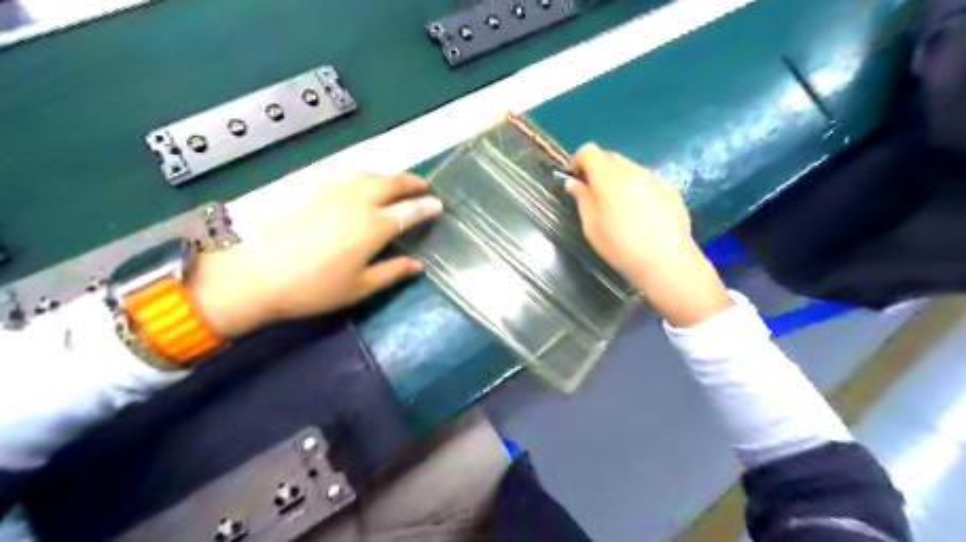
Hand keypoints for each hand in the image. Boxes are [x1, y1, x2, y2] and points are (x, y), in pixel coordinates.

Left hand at [188, 174, 444, 335]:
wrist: (253, 274)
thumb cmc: (313, 287)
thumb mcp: (360, 287)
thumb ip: (393, 272)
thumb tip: (418, 265)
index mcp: (374, 226)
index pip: (410, 211)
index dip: (427, 206)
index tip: (439, 204)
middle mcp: (357, 201)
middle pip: (391, 182)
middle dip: (411, 181)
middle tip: (423, 185)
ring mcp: (331, 192)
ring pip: (367, 175)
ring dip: (387, 177)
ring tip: (394, 183)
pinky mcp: (308, 190)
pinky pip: (343, 179)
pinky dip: (359, 180)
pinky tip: (354, 190)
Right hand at [568, 143, 733, 325]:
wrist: (666, 261)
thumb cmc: (621, 246)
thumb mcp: (591, 227)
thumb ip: (582, 199)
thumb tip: (574, 183)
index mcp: (608, 177)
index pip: (589, 151)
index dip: (578, 162)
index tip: (575, 180)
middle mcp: (632, 170)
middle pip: (610, 157)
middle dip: (598, 171)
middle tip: (594, 196)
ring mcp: (654, 178)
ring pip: (629, 169)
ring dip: (618, 180)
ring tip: (619, 208)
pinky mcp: (670, 189)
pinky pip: (646, 181)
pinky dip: (637, 190)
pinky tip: (640, 216)